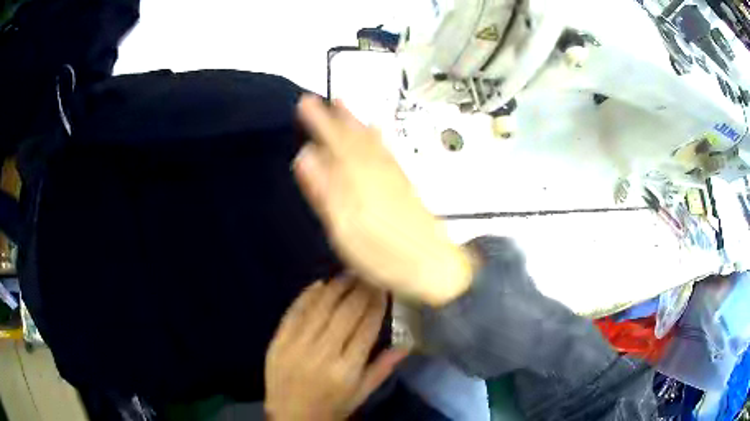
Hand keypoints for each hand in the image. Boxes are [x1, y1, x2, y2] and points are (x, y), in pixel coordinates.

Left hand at [265, 278, 407, 420]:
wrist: (291, 417)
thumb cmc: (332, 407)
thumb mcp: (361, 394)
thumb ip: (382, 369)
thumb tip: (407, 344)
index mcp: (347, 369)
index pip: (366, 328)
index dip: (376, 304)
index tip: (383, 287)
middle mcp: (323, 354)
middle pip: (345, 313)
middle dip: (360, 290)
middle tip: (369, 273)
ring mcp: (297, 346)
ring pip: (320, 308)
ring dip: (336, 288)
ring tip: (348, 274)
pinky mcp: (278, 342)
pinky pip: (294, 313)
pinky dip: (307, 296)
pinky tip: (319, 284)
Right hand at [294, 95, 474, 305]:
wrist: (432, 266)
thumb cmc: (383, 254)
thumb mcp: (344, 228)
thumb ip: (324, 190)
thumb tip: (304, 155)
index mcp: (356, 178)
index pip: (333, 141)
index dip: (318, 121)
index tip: (305, 102)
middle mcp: (375, 170)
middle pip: (352, 137)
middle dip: (335, 116)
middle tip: (322, 98)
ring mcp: (392, 176)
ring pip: (370, 140)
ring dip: (355, 121)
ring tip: (344, 105)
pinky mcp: (404, 185)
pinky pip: (388, 152)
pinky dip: (379, 137)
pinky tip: (378, 130)